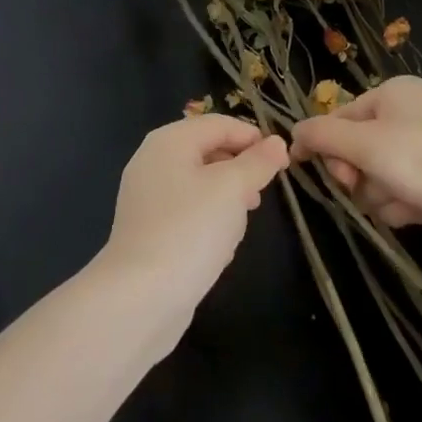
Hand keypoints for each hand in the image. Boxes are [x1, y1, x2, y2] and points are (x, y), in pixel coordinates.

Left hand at [95, 114, 289, 349]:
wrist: (140, 297)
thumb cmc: (190, 230)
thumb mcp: (232, 189)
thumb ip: (257, 162)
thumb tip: (277, 142)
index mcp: (169, 140)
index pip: (219, 124)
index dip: (253, 137)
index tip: (282, 162)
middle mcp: (153, 161)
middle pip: (207, 150)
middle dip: (239, 168)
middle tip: (263, 192)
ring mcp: (147, 196)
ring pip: (199, 183)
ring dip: (226, 196)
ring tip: (244, 219)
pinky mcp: (148, 229)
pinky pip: (186, 211)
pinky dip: (207, 219)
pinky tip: (220, 245)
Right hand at [292, 77, 421, 263]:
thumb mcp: (364, 142)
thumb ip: (322, 135)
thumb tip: (292, 133)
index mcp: (395, 92)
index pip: (342, 115)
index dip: (324, 141)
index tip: (305, 165)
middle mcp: (411, 115)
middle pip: (358, 146)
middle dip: (354, 170)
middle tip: (354, 184)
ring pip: (376, 174)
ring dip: (377, 191)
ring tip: (398, 198)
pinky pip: (400, 192)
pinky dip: (400, 204)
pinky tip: (416, 210)